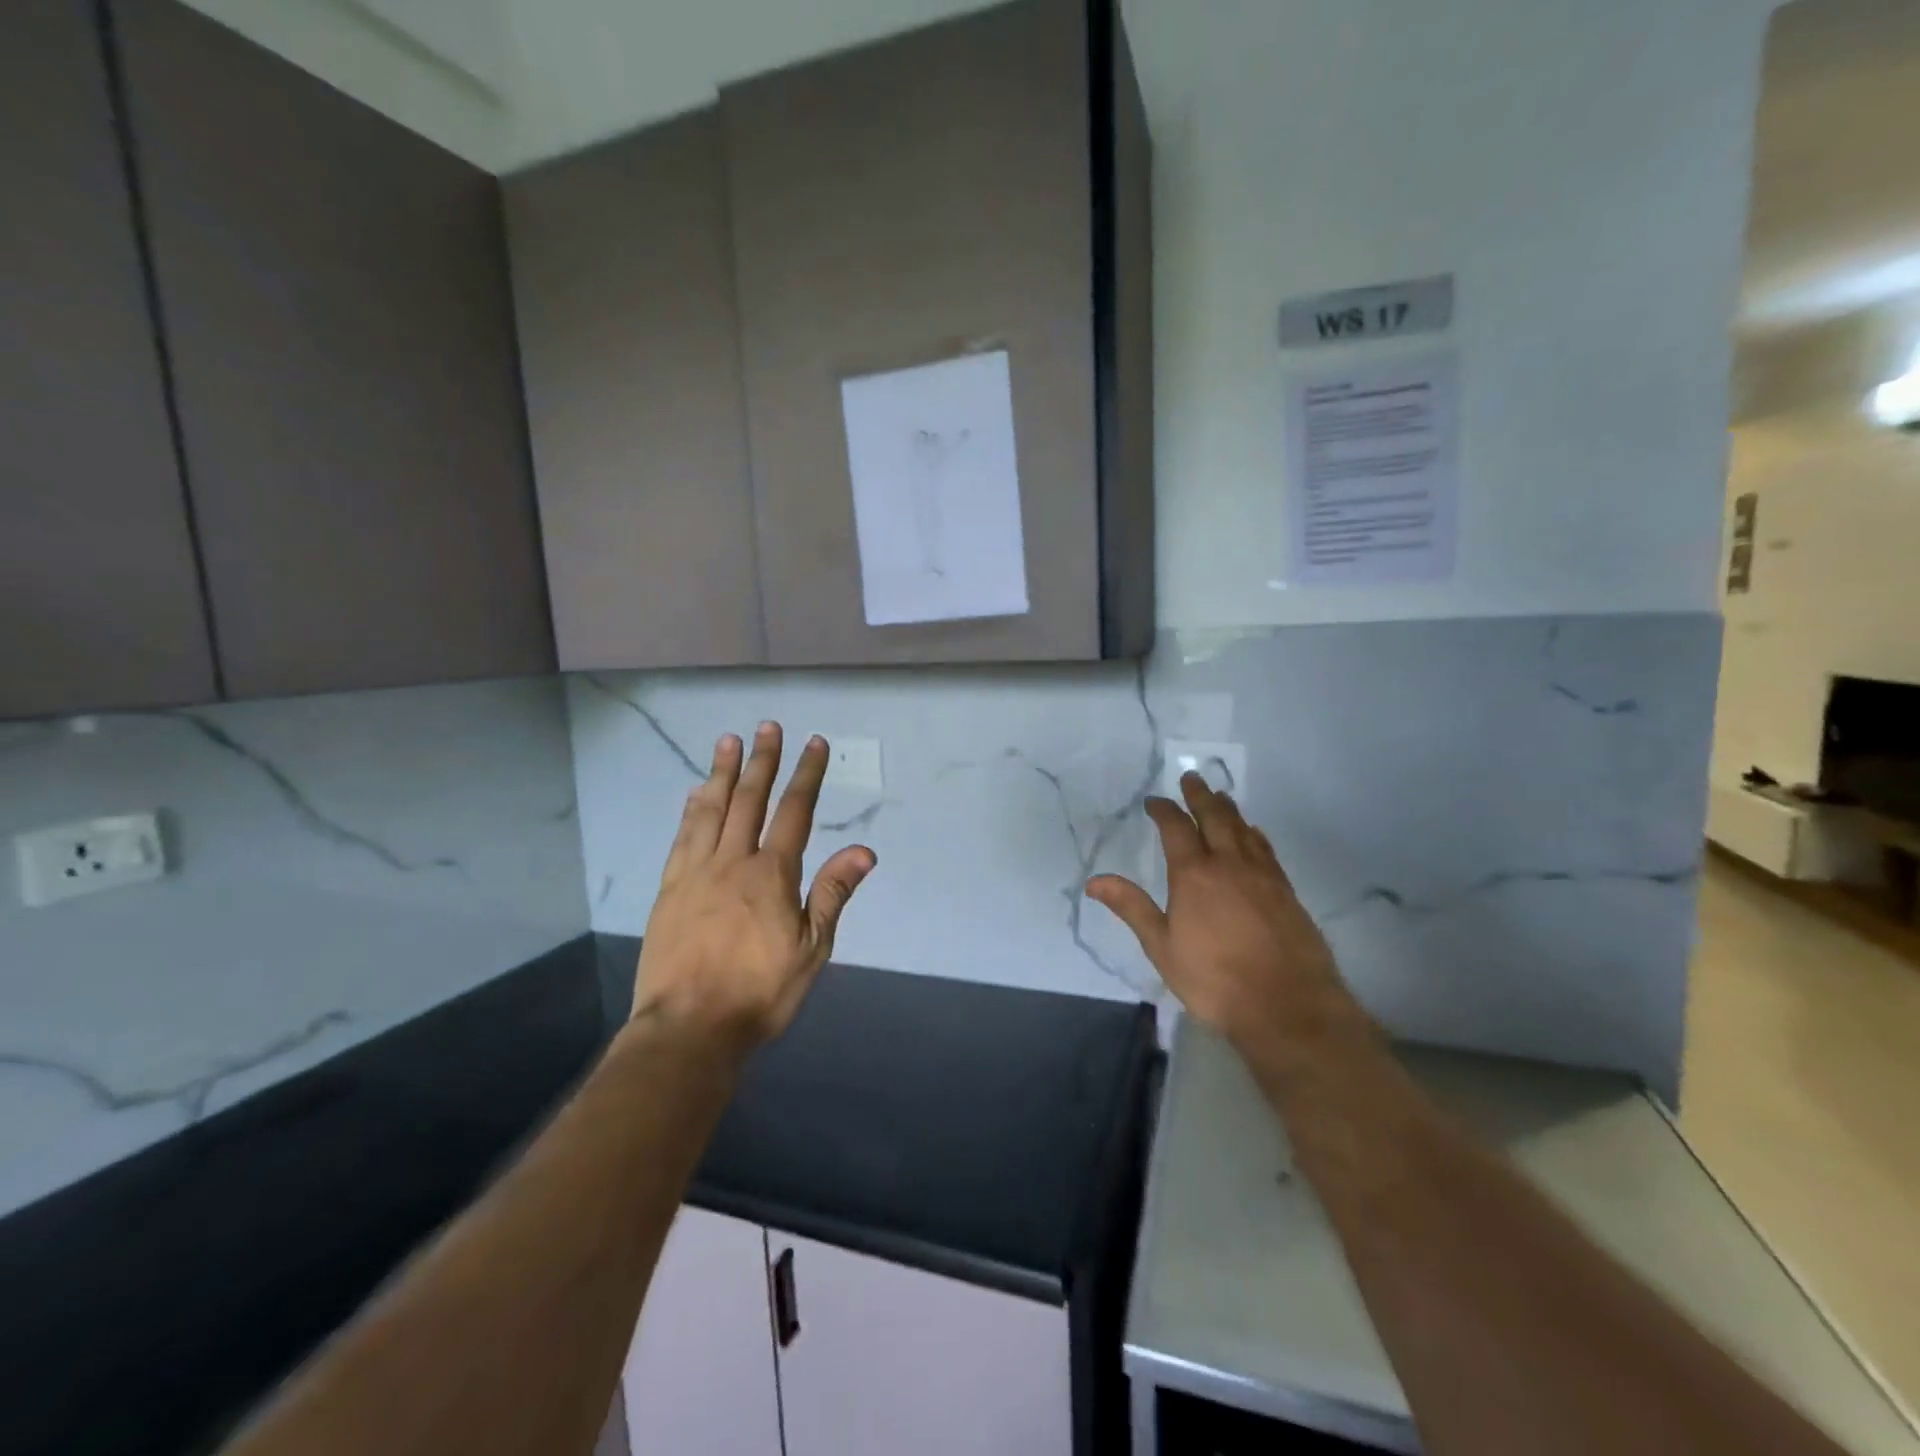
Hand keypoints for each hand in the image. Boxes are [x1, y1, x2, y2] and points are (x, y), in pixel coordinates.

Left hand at [633, 723, 875, 1054]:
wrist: (689, 1028)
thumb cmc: (760, 992)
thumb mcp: (812, 949)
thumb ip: (833, 894)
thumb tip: (864, 850)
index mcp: (772, 874)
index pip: (794, 812)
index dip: (806, 775)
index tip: (814, 744)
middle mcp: (732, 861)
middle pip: (749, 800)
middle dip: (762, 760)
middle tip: (768, 726)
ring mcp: (695, 872)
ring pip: (711, 810)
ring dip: (723, 773)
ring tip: (728, 741)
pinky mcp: (669, 890)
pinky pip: (682, 837)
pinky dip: (691, 810)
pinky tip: (695, 793)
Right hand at [1087, 774, 1370, 1058]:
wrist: (1286, 1005)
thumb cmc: (1213, 979)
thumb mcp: (1162, 946)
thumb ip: (1131, 907)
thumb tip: (1094, 880)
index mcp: (1193, 874)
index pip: (1176, 828)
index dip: (1163, 810)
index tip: (1153, 801)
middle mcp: (1229, 864)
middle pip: (1214, 817)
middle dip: (1200, 796)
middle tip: (1191, 777)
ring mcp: (1262, 876)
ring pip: (1243, 829)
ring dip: (1229, 809)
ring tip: (1220, 796)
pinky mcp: (1286, 891)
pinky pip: (1266, 850)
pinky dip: (1255, 834)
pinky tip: (1253, 834)